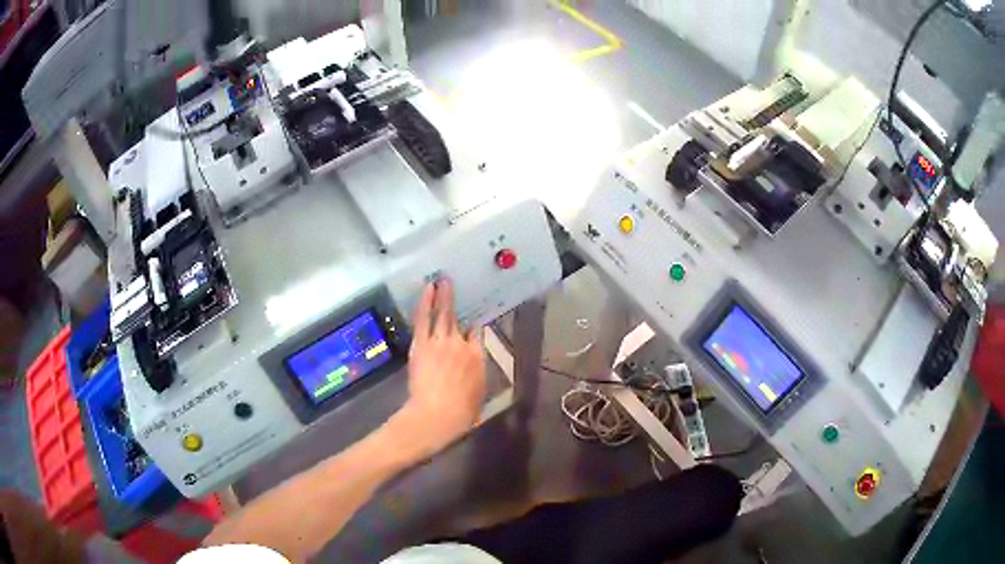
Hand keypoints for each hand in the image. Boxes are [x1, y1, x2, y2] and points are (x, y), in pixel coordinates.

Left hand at [392, 281, 485, 459]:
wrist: (438, 414)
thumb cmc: (462, 412)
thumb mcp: (478, 394)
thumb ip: (476, 376)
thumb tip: (474, 368)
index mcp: (478, 358)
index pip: (478, 335)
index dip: (474, 327)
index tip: (472, 321)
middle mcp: (461, 345)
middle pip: (459, 319)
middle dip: (456, 300)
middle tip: (452, 283)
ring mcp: (441, 341)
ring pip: (442, 313)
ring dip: (442, 295)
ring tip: (441, 280)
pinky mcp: (422, 343)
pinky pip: (424, 318)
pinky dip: (425, 302)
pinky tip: (427, 290)